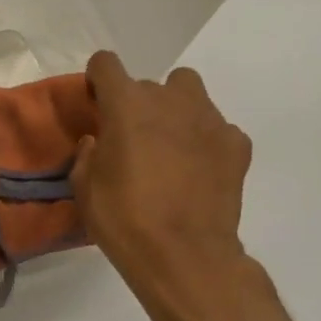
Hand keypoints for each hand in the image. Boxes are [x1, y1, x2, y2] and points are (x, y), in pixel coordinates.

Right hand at [71, 51, 255, 305]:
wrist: (185, 257)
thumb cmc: (124, 219)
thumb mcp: (84, 188)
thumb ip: (88, 154)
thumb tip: (99, 141)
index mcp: (126, 104)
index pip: (106, 63)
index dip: (98, 79)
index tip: (97, 104)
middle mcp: (169, 100)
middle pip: (148, 83)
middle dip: (138, 104)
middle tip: (133, 140)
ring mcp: (209, 119)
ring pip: (188, 92)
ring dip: (175, 110)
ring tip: (170, 145)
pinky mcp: (236, 144)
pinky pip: (218, 127)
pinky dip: (207, 139)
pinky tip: (200, 168)